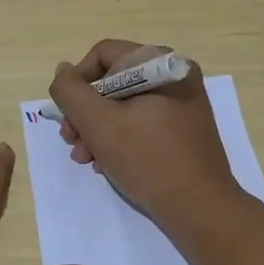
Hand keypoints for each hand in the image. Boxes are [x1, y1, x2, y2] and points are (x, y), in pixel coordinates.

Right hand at [49, 39, 243, 227]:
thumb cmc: (148, 159)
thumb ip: (71, 92)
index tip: (68, 115)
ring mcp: (181, 103)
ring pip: (124, 104)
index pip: (103, 54)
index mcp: (161, 63)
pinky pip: (141, 121)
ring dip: (97, 129)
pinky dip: (119, 138)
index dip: (78, 82)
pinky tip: (105, 163)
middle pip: (112, 80)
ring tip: (85, 158)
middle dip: (86, 112)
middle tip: (71, 141)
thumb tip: (63, 71)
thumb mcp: (98, 123)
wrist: (200, 209)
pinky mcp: (183, 129)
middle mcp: (175, 75)